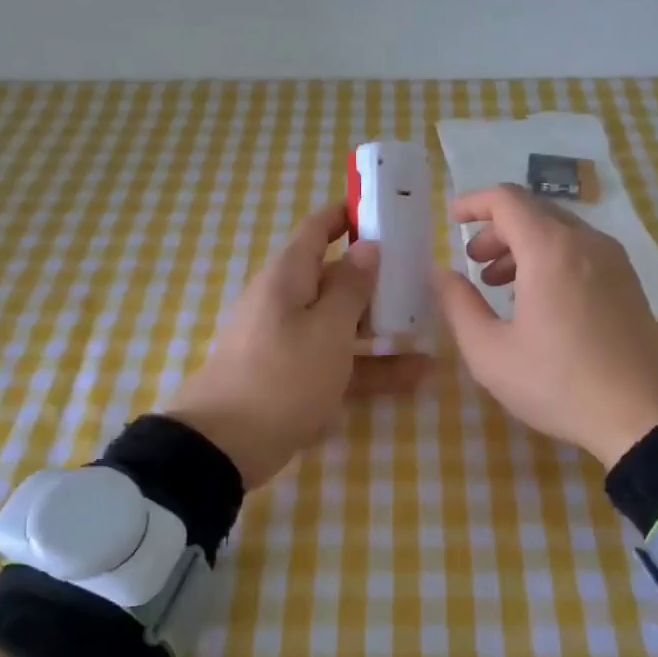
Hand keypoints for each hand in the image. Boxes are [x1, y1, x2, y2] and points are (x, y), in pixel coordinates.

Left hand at [164, 203, 429, 486]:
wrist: (227, 445)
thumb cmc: (282, 374)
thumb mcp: (327, 328)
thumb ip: (352, 287)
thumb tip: (368, 247)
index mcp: (288, 277)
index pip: (317, 229)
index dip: (348, 215)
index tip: (386, 211)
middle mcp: (287, 302)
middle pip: (335, 278)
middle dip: (377, 277)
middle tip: (422, 278)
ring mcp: (291, 342)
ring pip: (343, 324)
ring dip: (383, 327)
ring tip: (430, 329)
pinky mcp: (296, 378)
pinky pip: (340, 362)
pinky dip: (372, 366)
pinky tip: (418, 375)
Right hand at [431, 184, 657, 464]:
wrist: (642, 417)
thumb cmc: (557, 384)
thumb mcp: (490, 353)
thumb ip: (458, 305)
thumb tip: (441, 273)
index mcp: (550, 250)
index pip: (506, 199)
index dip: (473, 202)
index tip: (451, 219)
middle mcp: (586, 242)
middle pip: (534, 212)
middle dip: (497, 229)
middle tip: (473, 263)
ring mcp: (614, 260)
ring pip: (560, 231)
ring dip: (523, 246)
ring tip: (500, 284)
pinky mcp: (629, 281)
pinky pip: (582, 251)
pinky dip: (551, 258)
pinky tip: (540, 299)